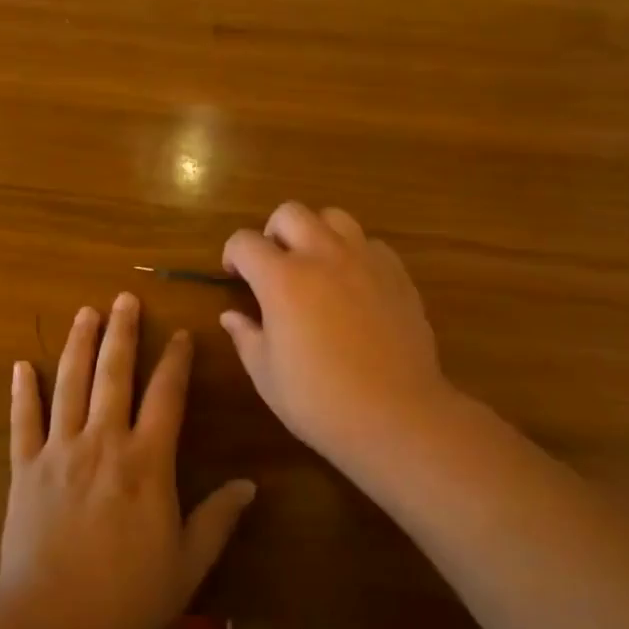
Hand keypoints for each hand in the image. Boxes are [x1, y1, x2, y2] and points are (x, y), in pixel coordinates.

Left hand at [0, 293, 255, 628]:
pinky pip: (23, 422)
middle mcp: (103, 442)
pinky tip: (20, 366)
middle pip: (114, 374)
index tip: (181, 334)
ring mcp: (59, 451)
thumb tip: (250, 485)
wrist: (52, 623)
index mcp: (147, 461)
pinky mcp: (25, 469)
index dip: (176, 361)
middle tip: (125, 298)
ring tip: (85, 313)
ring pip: (69, 385)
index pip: (166, 396)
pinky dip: (21, 393)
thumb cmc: (128, 596)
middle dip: (122, 333)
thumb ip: (218, 519)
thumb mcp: (188, 563)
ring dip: (78, 346)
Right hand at [222, 202, 454, 469]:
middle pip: (291, 213)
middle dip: (273, 232)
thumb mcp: (266, 374)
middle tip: (273, 264)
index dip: (233, 254)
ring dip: (316, 232)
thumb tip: (232, 316)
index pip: (245, 242)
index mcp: (281, 279)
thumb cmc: (319, 400)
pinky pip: (370, 244)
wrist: (396, 415)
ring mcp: (364, 261)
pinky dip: (354, 253)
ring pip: (335, 218)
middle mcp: (322, 256)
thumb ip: (245, 336)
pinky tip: (353, 284)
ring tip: (315, 264)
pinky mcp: (397, 274)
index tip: (234, 275)